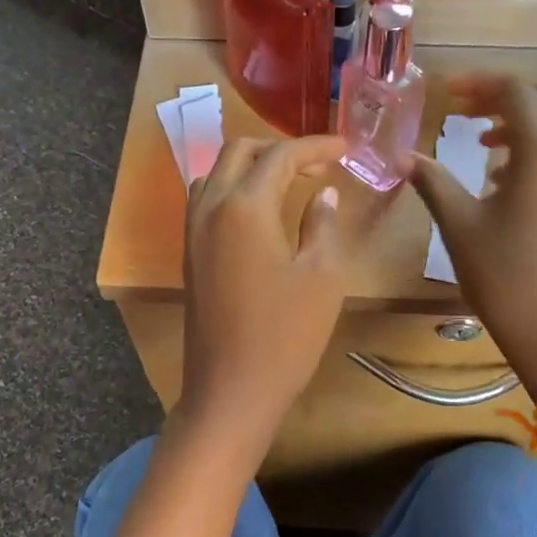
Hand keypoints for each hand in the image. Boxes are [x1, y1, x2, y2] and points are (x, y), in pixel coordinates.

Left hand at [179, 135, 348, 453]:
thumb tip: (323, 194)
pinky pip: (207, 201)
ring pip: (217, 174)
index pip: (281, 155)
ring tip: (289, 182)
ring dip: (252, 167)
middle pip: (240, 152)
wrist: (231, 389)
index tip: (347, 148)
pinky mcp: (189, 254)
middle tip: (318, 164)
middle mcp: (210, 207)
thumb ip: (323, 224)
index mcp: (244, 206)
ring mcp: (193, 231)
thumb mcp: (322, 276)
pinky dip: (234, 190)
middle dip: (280, 149)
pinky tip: (259, 212)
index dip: (316, 147)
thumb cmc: (285, 334)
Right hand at [410, 75, 536, 398]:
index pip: (516, 91)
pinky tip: (505, 179)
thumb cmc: (504, 274)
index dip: (479, 83)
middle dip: (505, 96)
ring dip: (524, 121)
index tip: (446, 91)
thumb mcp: (460, 225)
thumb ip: (433, 181)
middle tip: (465, 112)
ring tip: (482, 145)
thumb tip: (403, 157)